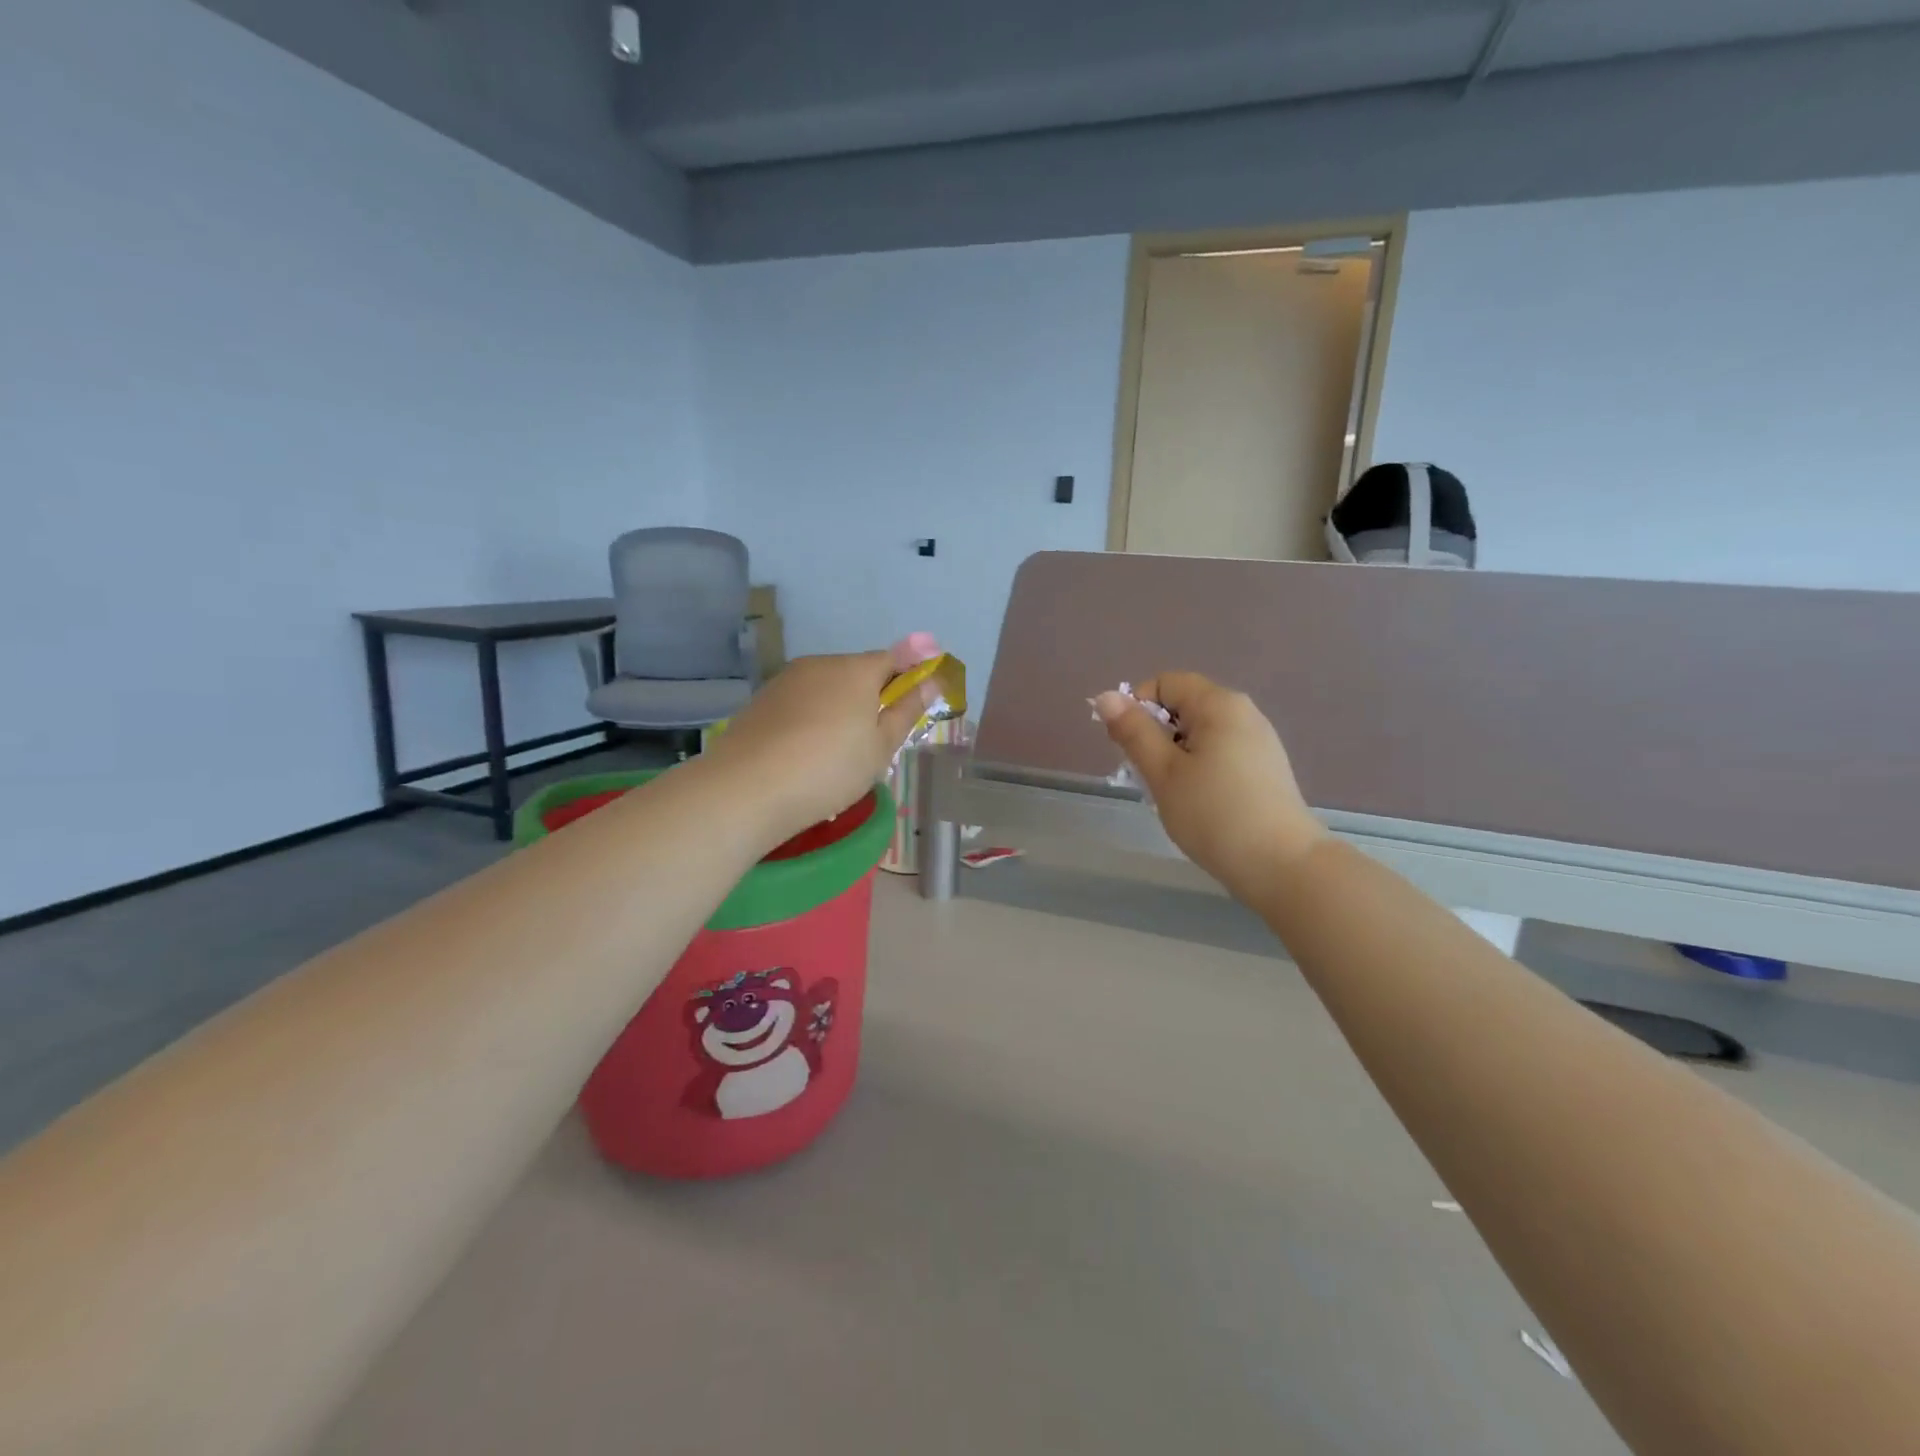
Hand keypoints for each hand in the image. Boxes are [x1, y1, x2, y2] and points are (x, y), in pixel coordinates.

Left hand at [702, 639, 939, 844]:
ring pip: (827, 686)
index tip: (919, 695)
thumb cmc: (830, 769)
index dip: (911, 671)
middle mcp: (821, 664)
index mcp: (856, 670)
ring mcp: (786, 680)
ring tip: (839, 750)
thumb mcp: (880, 747)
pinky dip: (812, 717)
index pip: (894, 657)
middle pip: (858, 671)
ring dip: (840, 706)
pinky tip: (806, 751)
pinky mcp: (762, 700)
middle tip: (878, 736)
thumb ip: (906, 710)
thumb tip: (931, 681)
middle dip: (873, 693)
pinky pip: (801, 701)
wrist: (748, 788)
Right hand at [1094, 672, 1325, 902]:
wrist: (1282, 865)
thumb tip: (1106, 696)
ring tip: (1174, 795)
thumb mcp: (1163, 772)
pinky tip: (1200, 803)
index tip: (1130, 749)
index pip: (1164, 682)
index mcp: (1218, 704)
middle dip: (1156, 735)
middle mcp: (1243, 712)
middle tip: (1149, 777)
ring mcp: (1259, 741)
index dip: (1137, 708)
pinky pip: (1220, 753)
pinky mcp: (1266, 768)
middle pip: (1183, 706)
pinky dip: (1199, 768)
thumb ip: (1133, 731)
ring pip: (1200, 733)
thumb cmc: (1214, 814)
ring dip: (1175, 756)